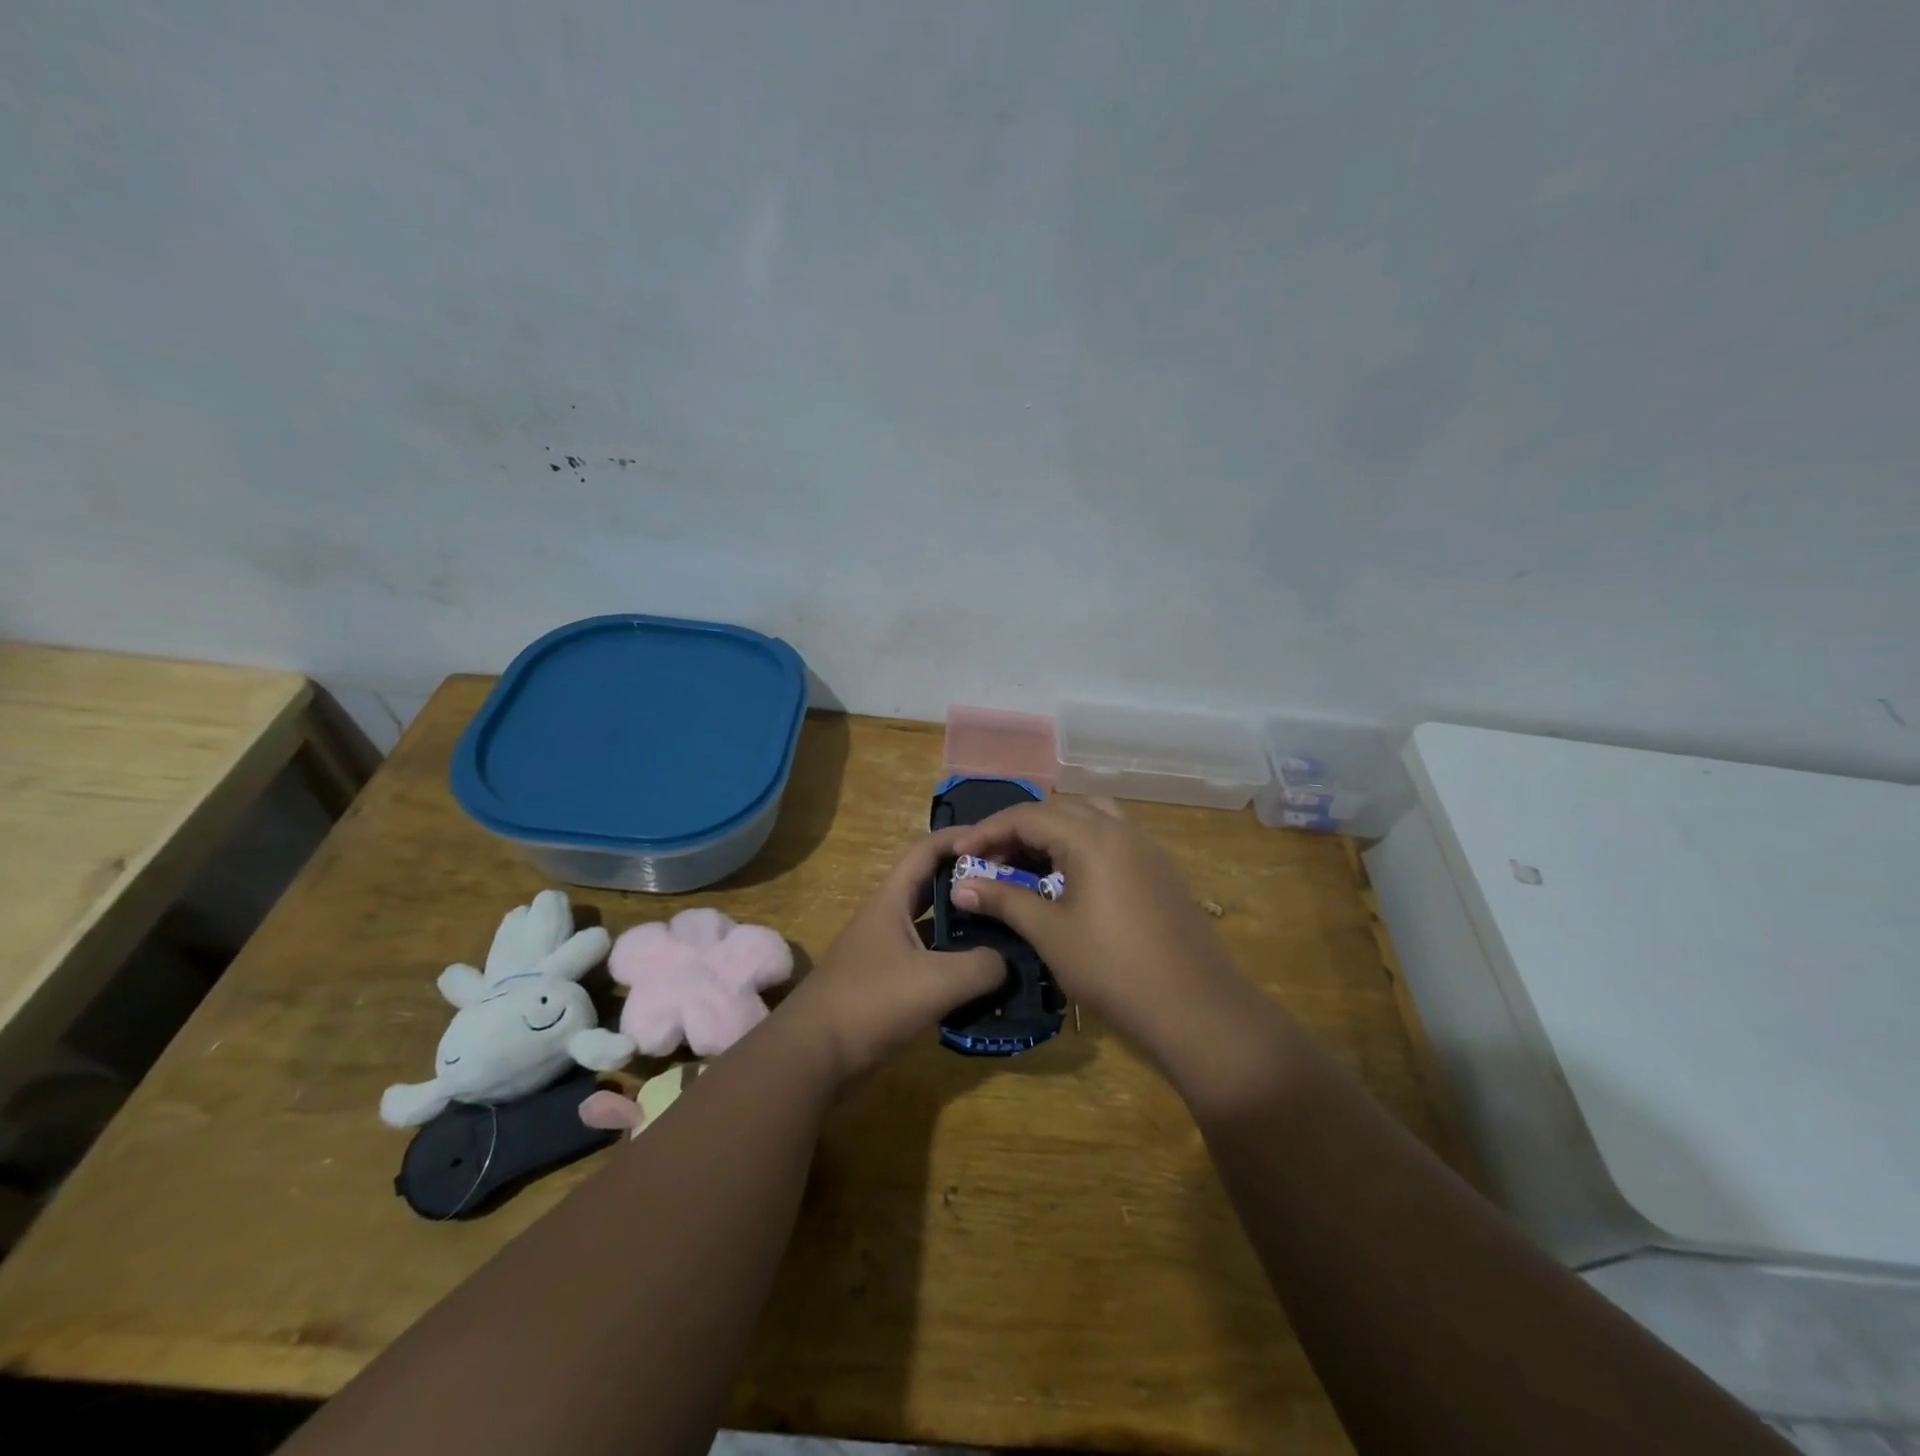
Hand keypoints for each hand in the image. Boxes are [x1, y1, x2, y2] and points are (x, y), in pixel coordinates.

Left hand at [778, 827, 1006, 1083]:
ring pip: (936, 930)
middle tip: (1014, 891)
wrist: (811, 1058)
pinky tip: (987, 982)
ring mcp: (888, 954)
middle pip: (935, 889)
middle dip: (972, 885)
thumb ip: (981, 966)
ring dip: (968, 930)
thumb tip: (1009, 962)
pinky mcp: (890, 987)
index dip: (960, 838)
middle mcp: (889, 919)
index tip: (999, 840)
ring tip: (1011, 935)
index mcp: (892, 901)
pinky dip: (957, 967)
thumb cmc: (870, 1003)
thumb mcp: (935, 981)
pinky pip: (932, 965)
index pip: (927, 850)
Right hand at [951, 798, 1284, 1100]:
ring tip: (1029, 862)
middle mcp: (1121, 829)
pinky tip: (1070, 879)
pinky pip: (1112, 837)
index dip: (988, 831)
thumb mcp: (1050, 934)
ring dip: (1054, 831)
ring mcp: (1146, 848)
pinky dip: (1081, 844)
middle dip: (1020, 828)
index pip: (1028, 815)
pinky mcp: (1160, 869)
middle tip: (992, 860)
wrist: (1197, 1009)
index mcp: (1091, 837)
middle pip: (1059, 808)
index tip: (960, 854)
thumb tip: (960, 886)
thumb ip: (1004, 901)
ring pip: (1090, 817)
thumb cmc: (1113, 969)